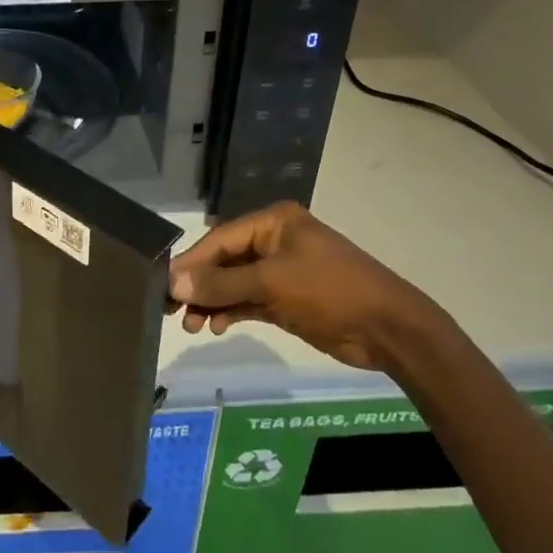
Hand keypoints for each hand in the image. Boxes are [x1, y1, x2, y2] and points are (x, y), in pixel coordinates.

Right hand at [168, 201, 439, 370]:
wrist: (389, 330)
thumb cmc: (330, 291)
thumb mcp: (272, 284)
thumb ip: (221, 284)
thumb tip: (173, 282)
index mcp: (273, 223)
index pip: (220, 239)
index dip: (191, 263)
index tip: (163, 285)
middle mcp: (274, 241)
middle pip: (224, 261)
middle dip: (199, 285)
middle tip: (172, 310)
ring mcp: (281, 272)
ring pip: (234, 284)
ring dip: (212, 302)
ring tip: (192, 326)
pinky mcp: (286, 299)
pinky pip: (248, 301)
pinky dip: (230, 312)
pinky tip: (215, 326)